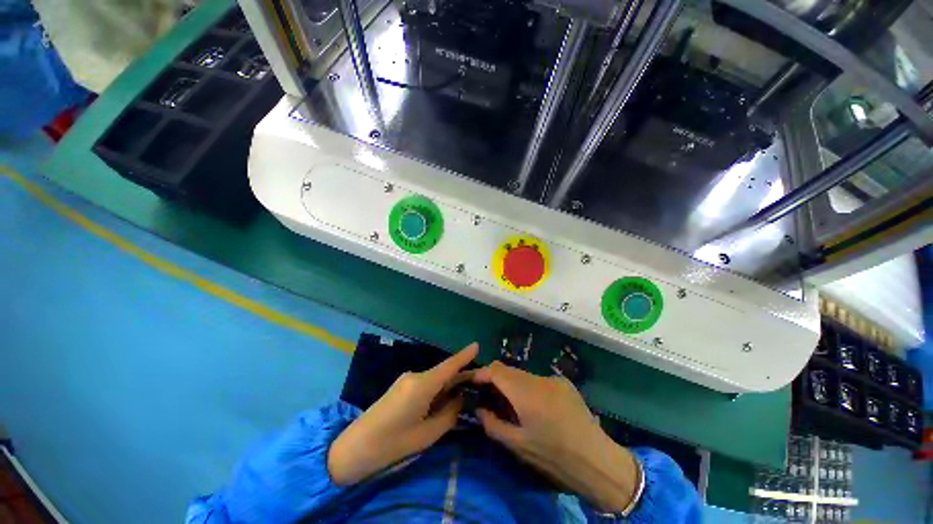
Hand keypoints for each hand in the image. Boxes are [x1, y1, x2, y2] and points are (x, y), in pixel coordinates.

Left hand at [327, 343, 477, 484]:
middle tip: (481, 382)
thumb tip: (460, 400)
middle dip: (462, 376)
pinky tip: (443, 400)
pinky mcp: (401, 386)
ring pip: (435, 378)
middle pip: (444, 372)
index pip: (449, 366)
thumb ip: (449, 414)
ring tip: (465, 395)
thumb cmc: (393, 443)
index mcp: (423, 384)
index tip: (477, 345)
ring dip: (450, 384)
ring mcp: (406, 380)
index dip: (464, 356)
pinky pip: (426, 383)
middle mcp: (415, 376)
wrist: (355, 447)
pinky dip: (438, 389)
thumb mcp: (428, 434)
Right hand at [472, 362, 639, 512]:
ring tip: (514, 405)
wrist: (597, 460)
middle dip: (497, 380)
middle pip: (510, 370)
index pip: (496, 369)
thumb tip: (479, 409)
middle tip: (491, 397)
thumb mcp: (518, 445)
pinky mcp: (565, 383)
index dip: (482, 373)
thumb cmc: (554, 456)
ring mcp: (554, 378)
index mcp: (525, 392)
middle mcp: (538, 378)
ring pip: (524, 375)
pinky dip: (530, 388)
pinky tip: (537, 408)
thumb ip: (493, 424)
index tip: (474, 383)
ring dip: (514, 385)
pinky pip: (539, 380)